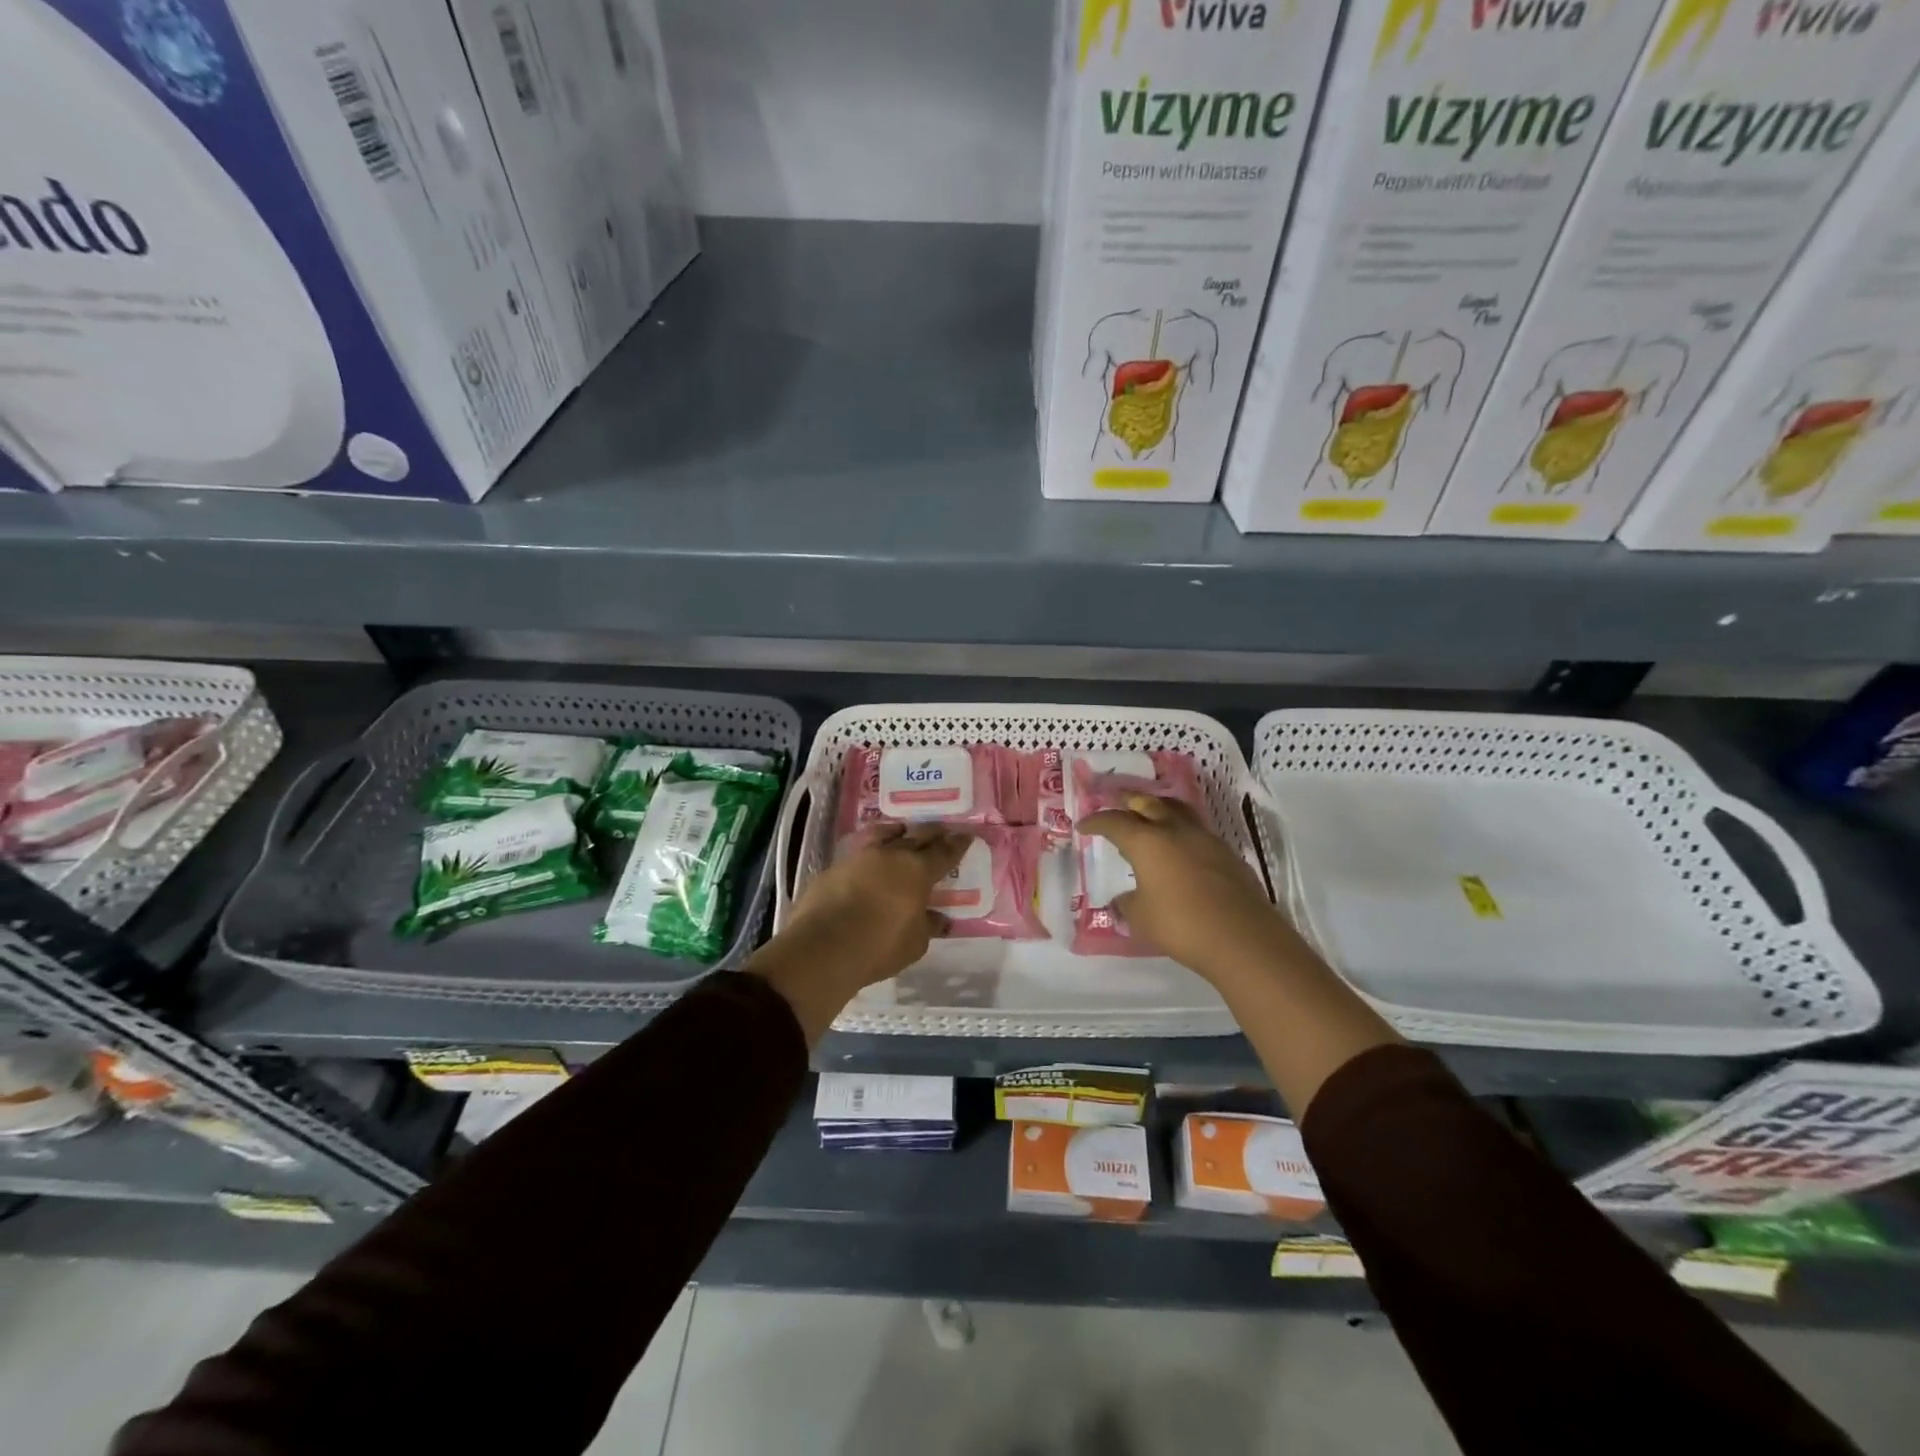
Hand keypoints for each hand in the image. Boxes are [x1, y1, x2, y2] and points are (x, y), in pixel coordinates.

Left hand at [748, 823, 969, 1040]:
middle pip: (917, 835)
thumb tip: (939, 918)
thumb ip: (928, 925)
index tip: (966, 835)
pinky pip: (858, 848)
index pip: (944, 853)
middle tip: (942, 828)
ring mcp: (859, 856)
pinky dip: (869, 848)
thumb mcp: (915, 943)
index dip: (957, 844)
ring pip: (883, 833)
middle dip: (932, 831)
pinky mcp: (834, 866)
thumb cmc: (879, 946)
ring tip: (903, 829)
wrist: (824, 946)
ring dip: (897, 830)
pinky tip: (869, 854)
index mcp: (917, 871)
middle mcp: (891, 854)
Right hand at [1077, 794, 1297, 984]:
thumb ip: (1127, 903)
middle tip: (1118, 803)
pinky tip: (1181, 848)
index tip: (1084, 826)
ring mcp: (1205, 839)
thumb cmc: (1181, 925)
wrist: (1243, 938)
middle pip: (1149, 803)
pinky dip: (1182, 832)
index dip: (1096, 822)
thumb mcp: (1141, 918)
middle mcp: (1175, 831)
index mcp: (1147, 842)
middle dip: (1129, 801)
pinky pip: (1198, 832)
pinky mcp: (1227, 854)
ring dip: (1160, 809)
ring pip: (1178, 811)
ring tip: (1151, 815)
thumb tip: (1123, 899)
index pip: (1114, 822)